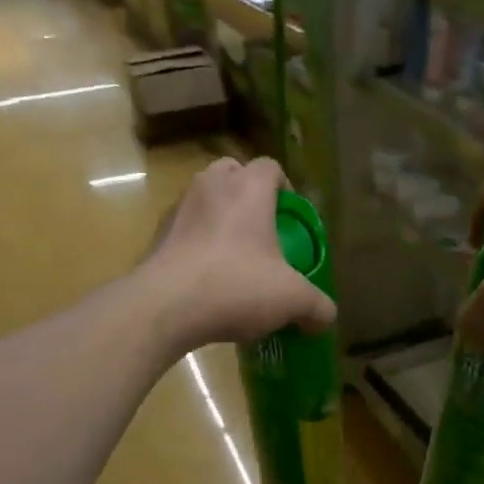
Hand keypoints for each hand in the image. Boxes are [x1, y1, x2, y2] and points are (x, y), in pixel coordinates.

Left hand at [146, 157, 336, 351]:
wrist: (164, 307)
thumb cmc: (235, 286)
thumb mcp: (291, 300)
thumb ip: (316, 306)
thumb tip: (326, 317)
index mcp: (248, 188)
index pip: (270, 166)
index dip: (285, 187)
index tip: (290, 218)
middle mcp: (211, 185)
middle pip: (233, 173)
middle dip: (248, 196)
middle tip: (261, 232)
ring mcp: (178, 207)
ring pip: (205, 199)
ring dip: (219, 218)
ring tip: (232, 257)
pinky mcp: (156, 234)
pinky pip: (184, 228)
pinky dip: (195, 243)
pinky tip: (205, 278)